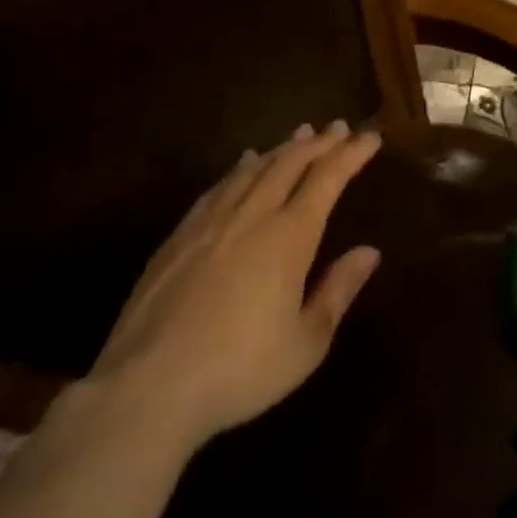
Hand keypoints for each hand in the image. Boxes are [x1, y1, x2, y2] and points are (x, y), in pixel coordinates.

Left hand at [88, 121, 382, 459]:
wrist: (146, 389)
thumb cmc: (239, 370)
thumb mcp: (306, 343)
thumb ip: (338, 291)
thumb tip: (370, 251)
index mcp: (290, 237)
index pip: (327, 179)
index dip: (351, 154)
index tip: (370, 137)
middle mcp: (252, 216)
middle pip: (290, 163)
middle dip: (319, 143)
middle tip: (338, 128)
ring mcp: (210, 223)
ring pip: (253, 169)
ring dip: (282, 148)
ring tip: (300, 135)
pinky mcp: (178, 238)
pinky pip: (218, 187)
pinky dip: (240, 168)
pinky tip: (244, 163)